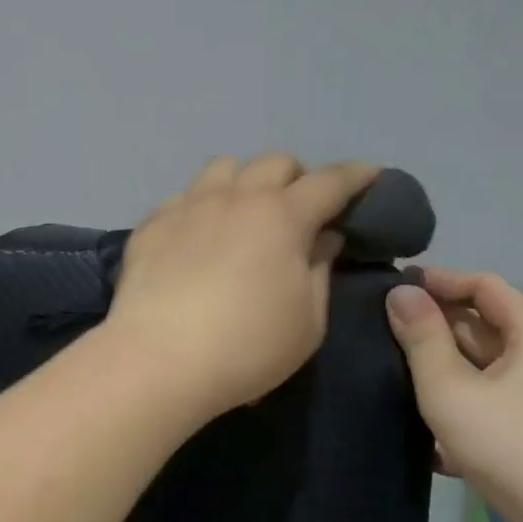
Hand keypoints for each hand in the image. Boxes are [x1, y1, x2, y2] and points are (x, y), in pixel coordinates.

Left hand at [105, 154, 379, 423]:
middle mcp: (235, 197)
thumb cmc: (247, 347)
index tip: (370, 175)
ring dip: (244, 181)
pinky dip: (201, 207)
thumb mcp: (307, 321)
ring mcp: (188, 205)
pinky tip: (197, 236)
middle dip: (297, 176)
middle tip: (300, 207)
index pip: (329, 181)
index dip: (355, 176)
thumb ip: (319, 270)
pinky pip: (183, 197)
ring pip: (223, 168)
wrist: (158, 359)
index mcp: (282, 216)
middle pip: (274, 162)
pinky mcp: (152, 223)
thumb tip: (323, 237)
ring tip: (244, 211)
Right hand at [386, 268, 522, 521]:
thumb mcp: (450, 388)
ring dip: (445, 370)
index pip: (484, 285)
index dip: (440, 282)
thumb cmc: (514, 445)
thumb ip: (422, 338)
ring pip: (487, 369)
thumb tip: (400, 293)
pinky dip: (464, 406)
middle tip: (385, 332)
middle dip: (436, 327)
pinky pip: (495, 404)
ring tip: (396, 377)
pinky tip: (430, 434)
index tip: (396, 290)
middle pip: (485, 326)